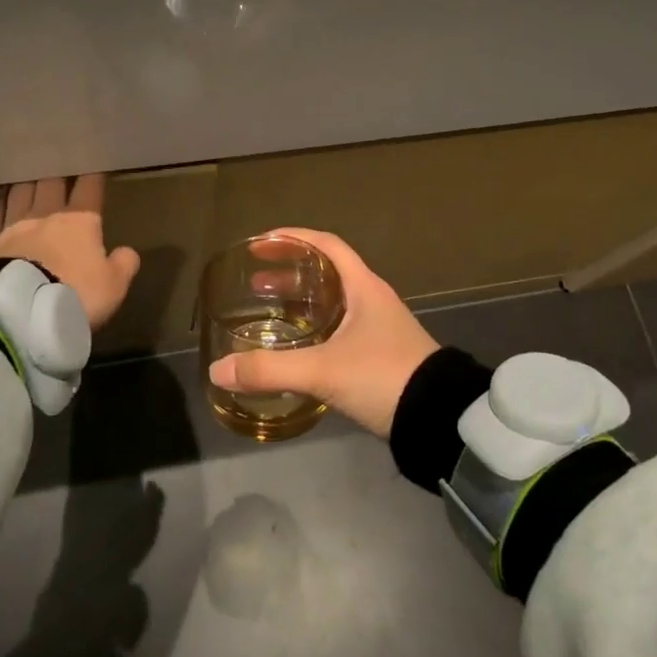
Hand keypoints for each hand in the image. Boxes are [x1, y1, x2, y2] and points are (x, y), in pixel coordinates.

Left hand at [0, 175, 140, 331]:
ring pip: (22, 191)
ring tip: (31, 176)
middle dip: (58, 173)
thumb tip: (127, 252)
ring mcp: (15, 225)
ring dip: (28, 182)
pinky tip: (5, 201)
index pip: (89, 188)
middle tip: (59, 165)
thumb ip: (123, 265)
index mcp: (81, 220)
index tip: (95, 169)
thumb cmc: (75, 294)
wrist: (20, 310)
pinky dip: (4, 203)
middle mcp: (47, 214)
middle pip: (51, 182)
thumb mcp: (113, 286)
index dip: (93, 177)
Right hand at [208, 229, 438, 438]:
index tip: (262, 242)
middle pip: (326, 273)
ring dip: (300, 302)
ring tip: (268, 313)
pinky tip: (296, 349)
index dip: (293, 238)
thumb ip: (270, 370)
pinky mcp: (379, 354)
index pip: (327, 245)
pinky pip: (338, 328)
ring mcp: (378, 328)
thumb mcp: (323, 371)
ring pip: (332, 303)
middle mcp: (372, 300)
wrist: (439, 418)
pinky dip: (313, 329)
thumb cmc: (383, 377)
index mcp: (364, 287)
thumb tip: (218, 370)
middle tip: (255, 283)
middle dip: (288, 273)